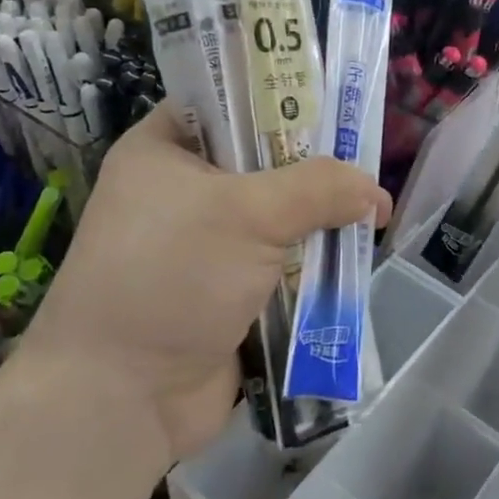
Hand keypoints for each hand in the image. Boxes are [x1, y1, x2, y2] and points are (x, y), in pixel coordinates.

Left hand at [24, 106, 390, 465]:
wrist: (121, 399)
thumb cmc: (171, 276)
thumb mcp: (248, 214)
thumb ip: (319, 189)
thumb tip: (376, 193)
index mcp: (163, 150)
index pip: (228, 102)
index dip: (281, 99)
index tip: (336, 108)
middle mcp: (181, 191)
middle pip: (262, 161)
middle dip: (314, 168)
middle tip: (366, 163)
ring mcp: (203, 245)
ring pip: (277, 216)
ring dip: (318, 221)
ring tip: (371, 215)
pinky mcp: (225, 291)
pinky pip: (279, 263)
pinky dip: (311, 264)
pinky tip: (352, 259)